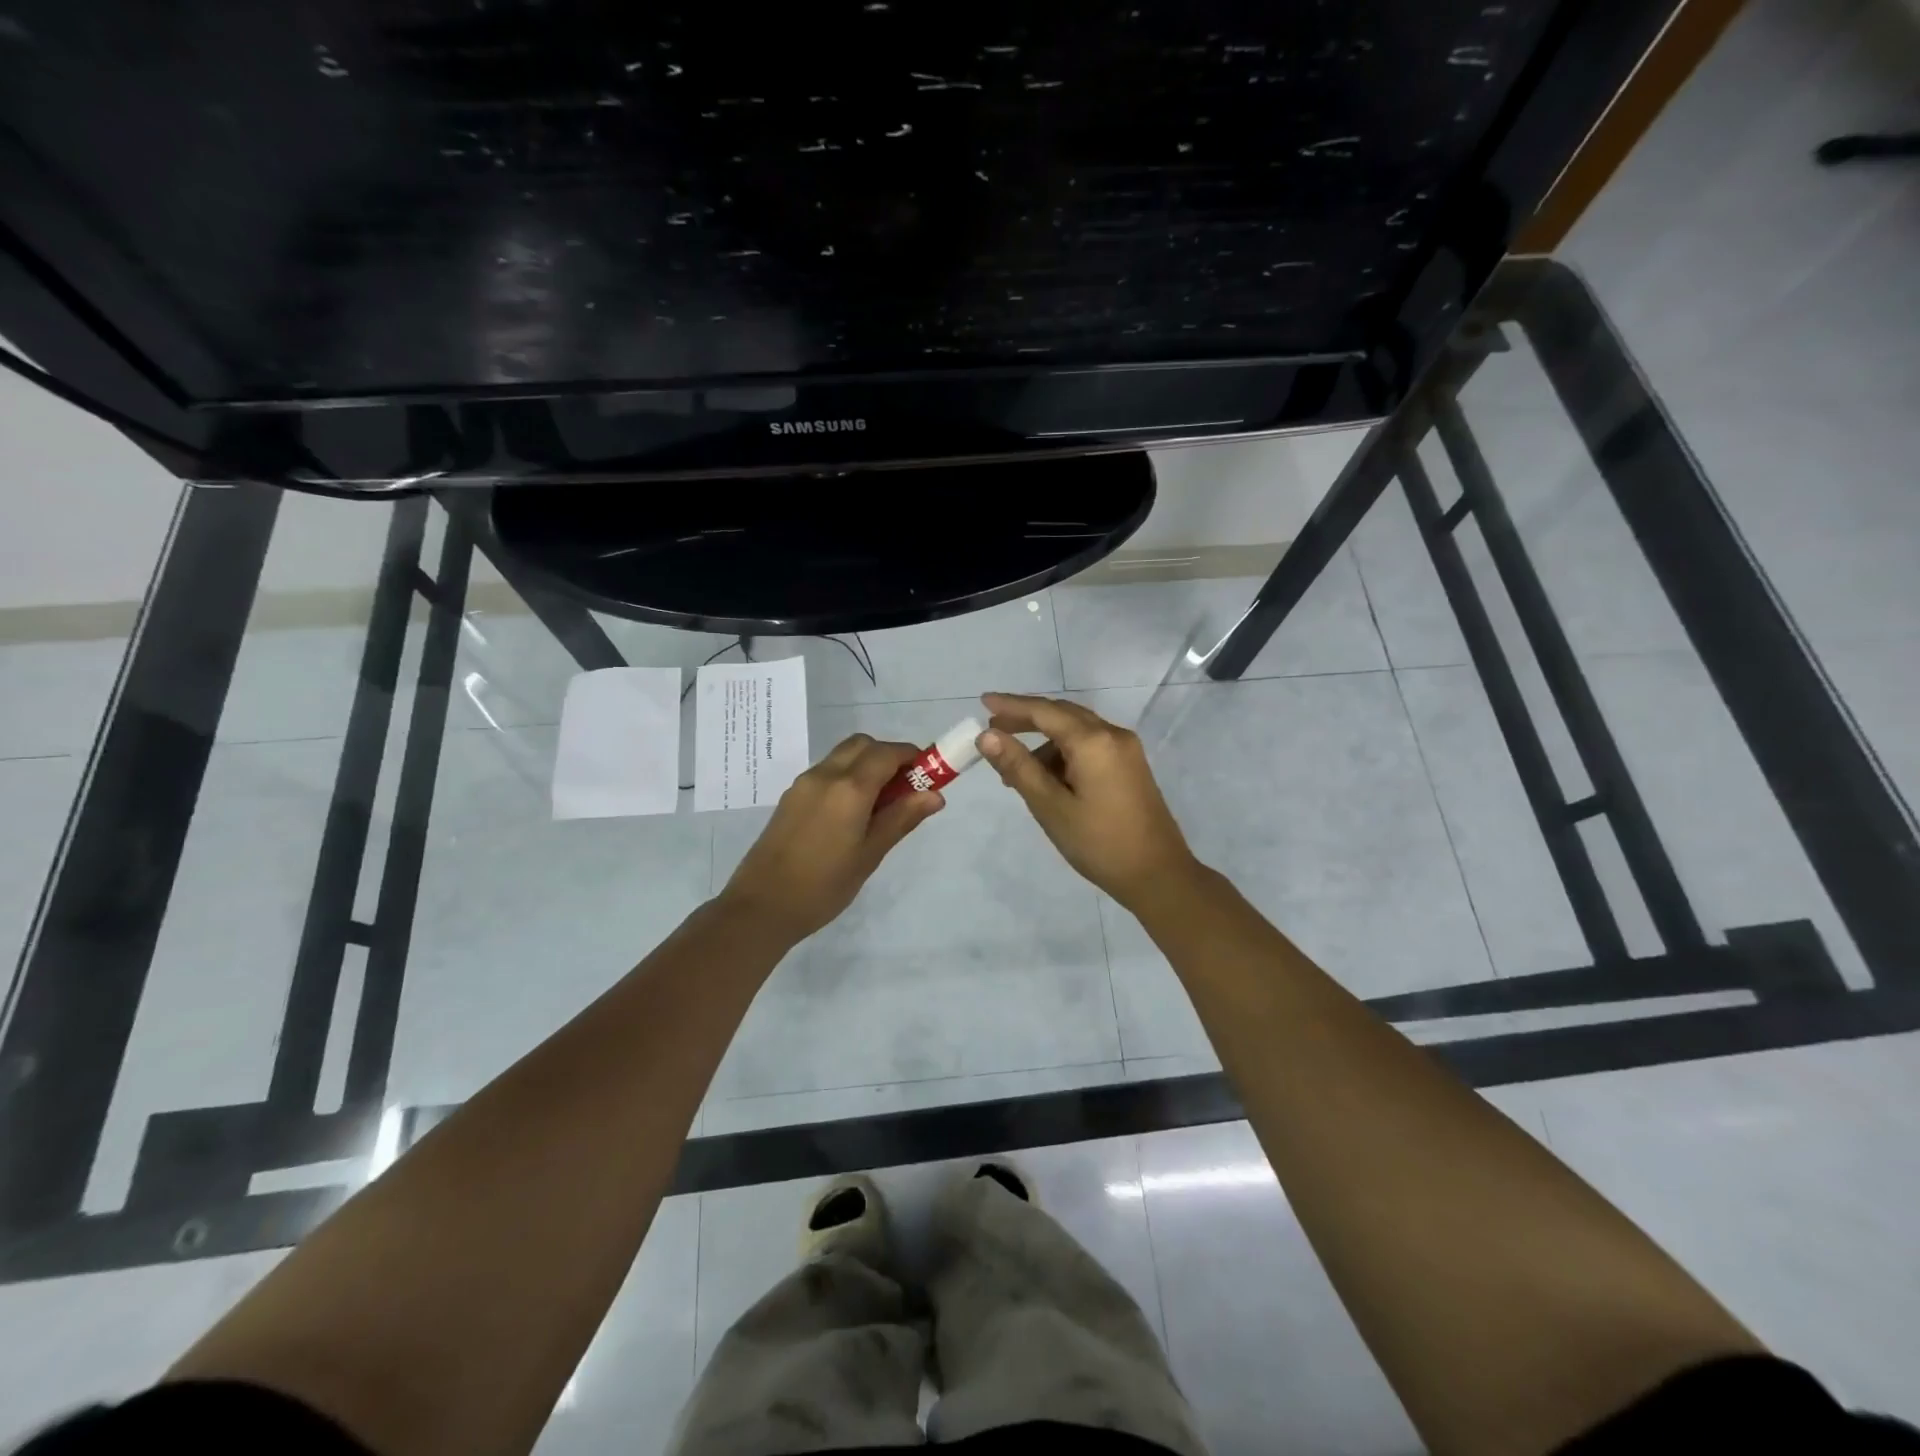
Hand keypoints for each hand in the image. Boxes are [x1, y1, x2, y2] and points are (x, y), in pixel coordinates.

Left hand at [717, 734, 944, 942]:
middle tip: (905, 789)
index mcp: (849, 788)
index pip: (887, 753)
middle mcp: (825, 775)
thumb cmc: (824, 886)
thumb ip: (902, 818)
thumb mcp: (870, 854)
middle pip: (863, 745)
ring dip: (866, 765)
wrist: (762, 906)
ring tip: (879, 804)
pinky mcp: (791, 796)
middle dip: (889, 756)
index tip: (928, 775)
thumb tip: (934, 795)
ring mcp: (804, 783)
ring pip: (843, 755)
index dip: (912, 757)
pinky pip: (826, 771)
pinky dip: (847, 776)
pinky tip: (851, 813)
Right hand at [977, 693, 1202, 909]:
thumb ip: (1018, 767)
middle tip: (993, 728)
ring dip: (1044, 742)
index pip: (1044, 711)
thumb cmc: (1099, 843)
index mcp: (1093, 741)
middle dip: (1026, 719)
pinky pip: (1090, 746)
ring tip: (1015, 772)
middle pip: (1062, 714)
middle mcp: (1113, 735)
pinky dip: (1064, 754)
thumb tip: (986, 736)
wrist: (1158, 875)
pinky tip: (1047, 780)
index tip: (982, 702)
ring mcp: (1126, 750)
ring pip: (1076, 731)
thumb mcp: (1050, 806)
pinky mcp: (1130, 766)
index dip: (1011, 705)